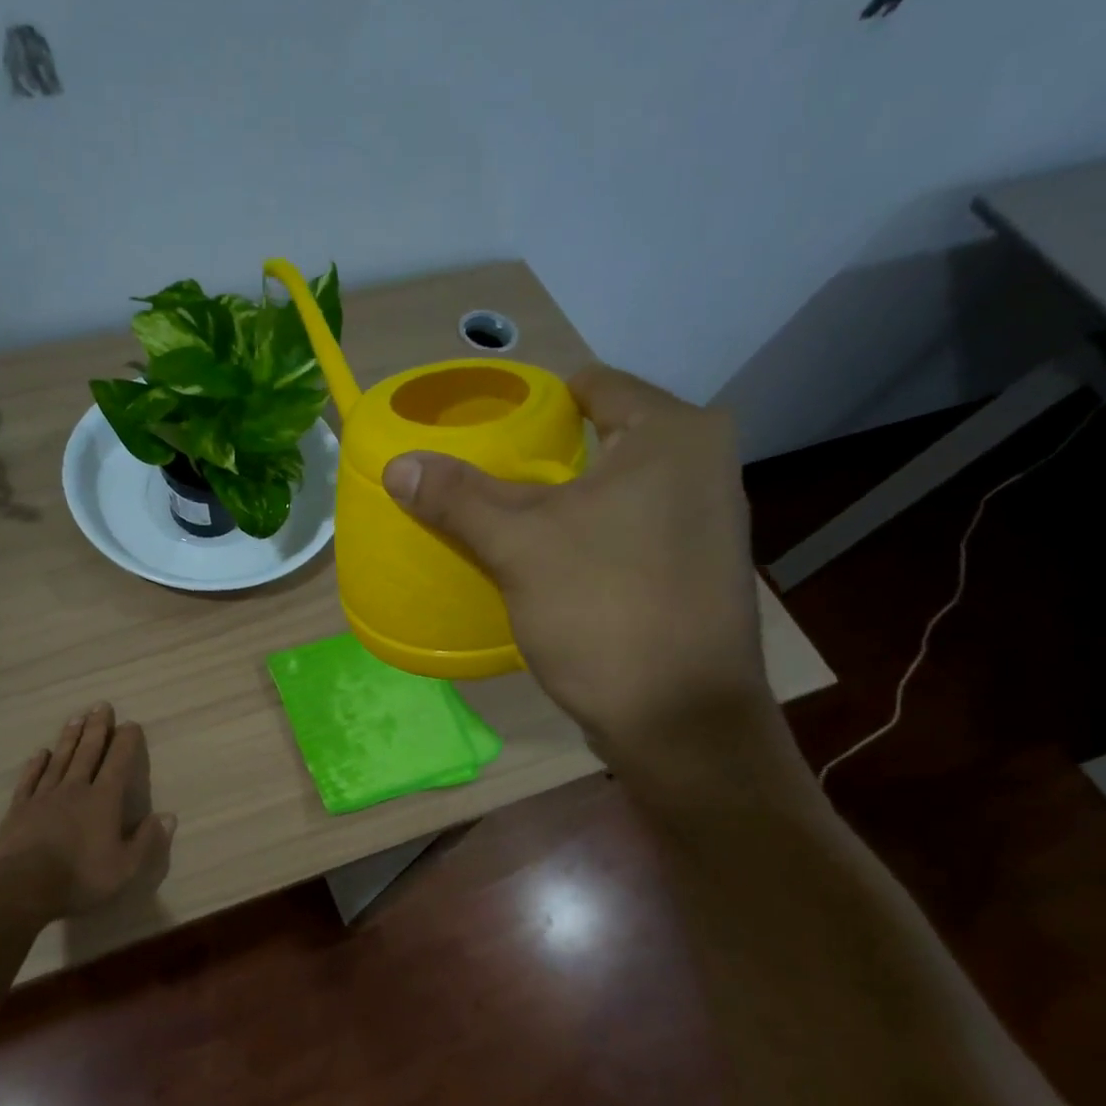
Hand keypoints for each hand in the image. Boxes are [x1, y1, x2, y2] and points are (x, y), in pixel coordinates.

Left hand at [0, 704, 175, 917]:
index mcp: (103, 801)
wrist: (19, 888)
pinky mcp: (19, 809)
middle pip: (87, 752)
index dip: (126, 742)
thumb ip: (147, 841)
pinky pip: (30, 779)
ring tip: (76, 717)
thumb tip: (168, 816)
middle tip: (101, 706)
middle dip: (97, 728)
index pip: (118, 763)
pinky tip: (40, 753)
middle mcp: (74, 789)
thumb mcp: (125, 868)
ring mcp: (43, 797)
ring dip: (70, 737)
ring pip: (60, 759)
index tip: (131, 723)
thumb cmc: (78, 879)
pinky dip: (36, 764)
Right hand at [381, 362, 770, 774]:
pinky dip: (589, 534)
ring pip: (615, 488)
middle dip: (542, 458)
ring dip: (564, 501)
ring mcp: (707, 519)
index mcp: (673, 433)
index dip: (532, 403)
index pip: (591, 385)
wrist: (679, 719)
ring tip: (506, 520)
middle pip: (601, 438)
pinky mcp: (697, 567)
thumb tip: (398, 464)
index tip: (484, 431)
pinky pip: (629, 528)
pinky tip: (551, 562)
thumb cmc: (604, 610)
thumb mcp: (518, 546)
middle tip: (482, 479)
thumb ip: (458, 497)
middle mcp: (704, 462)